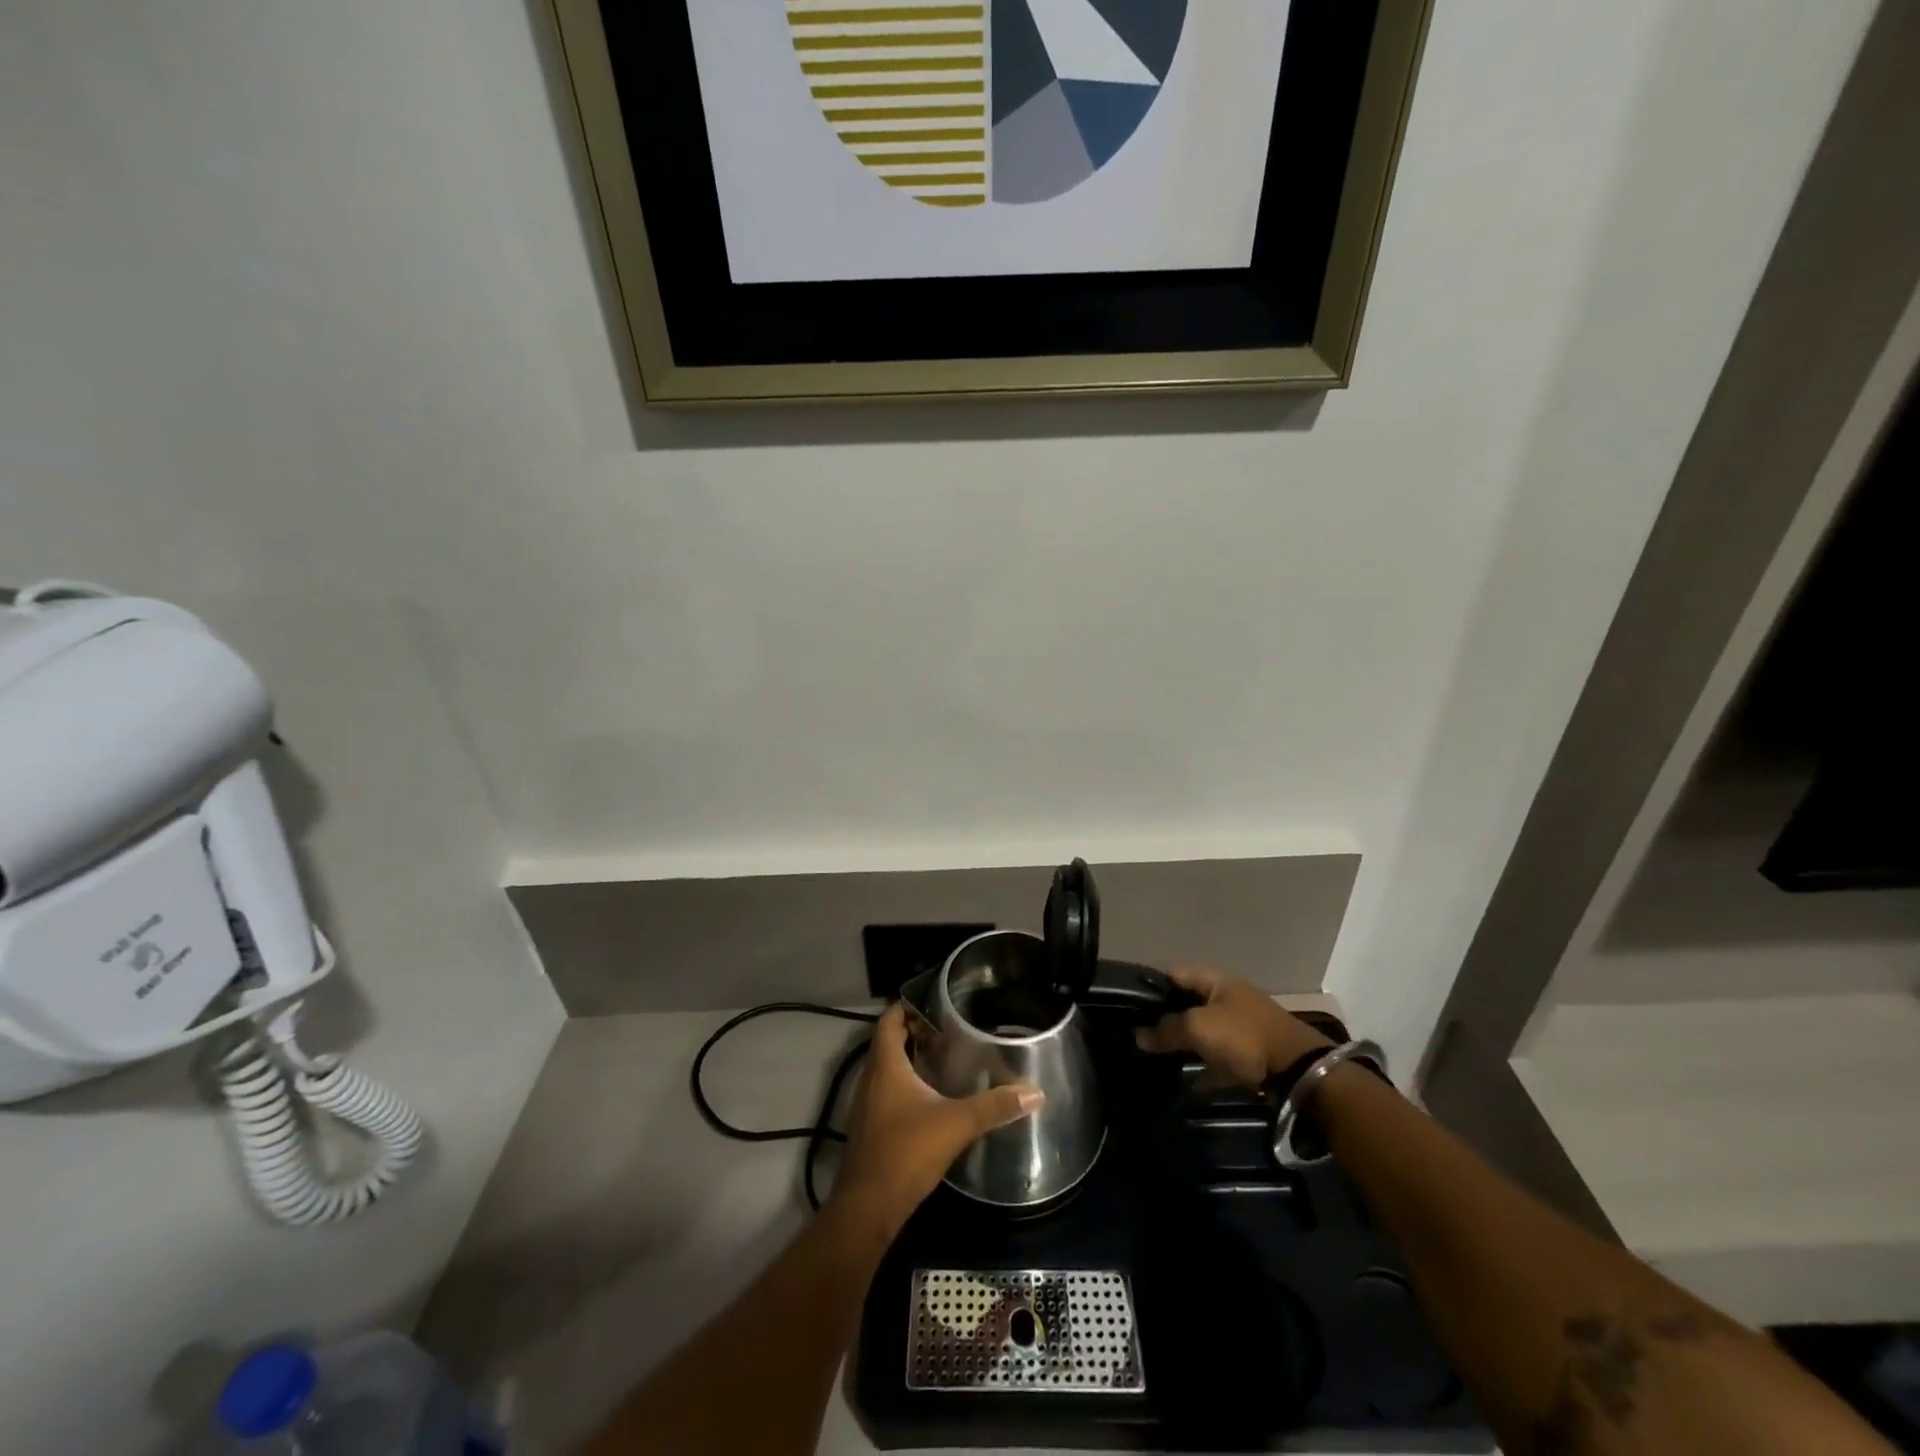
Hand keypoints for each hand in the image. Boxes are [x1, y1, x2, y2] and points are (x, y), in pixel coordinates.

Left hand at [831, 1003, 1043, 1233]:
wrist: (868, 1207)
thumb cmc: (906, 1152)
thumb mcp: (956, 1124)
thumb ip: (994, 1106)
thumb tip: (1034, 1093)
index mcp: (885, 1065)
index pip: (889, 1019)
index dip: (907, 1006)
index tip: (935, 1002)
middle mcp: (870, 1078)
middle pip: (887, 1042)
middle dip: (913, 1031)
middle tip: (948, 1029)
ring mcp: (865, 1104)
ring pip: (885, 1068)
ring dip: (908, 1059)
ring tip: (943, 1058)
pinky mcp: (869, 1127)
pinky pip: (885, 1091)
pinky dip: (903, 1084)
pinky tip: (929, 1098)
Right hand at [1134, 966, 1333, 1087]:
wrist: (1297, 1071)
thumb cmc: (1243, 1037)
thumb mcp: (1199, 1028)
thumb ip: (1166, 1029)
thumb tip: (1138, 1035)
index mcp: (1214, 980)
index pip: (1172, 974)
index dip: (1148, 986)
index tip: (1126, 1003)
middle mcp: (1225, 997)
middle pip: (1185, 1003)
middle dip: (1162, 1017)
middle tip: (1135, 1031)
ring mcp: (1238, 1025)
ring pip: (1199, 1030)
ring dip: (1180, 1042)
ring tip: (1152, 1054)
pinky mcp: (1247, 1053)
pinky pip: (1215, 1057)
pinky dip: (1200, 1066)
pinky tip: (1182, 1080)